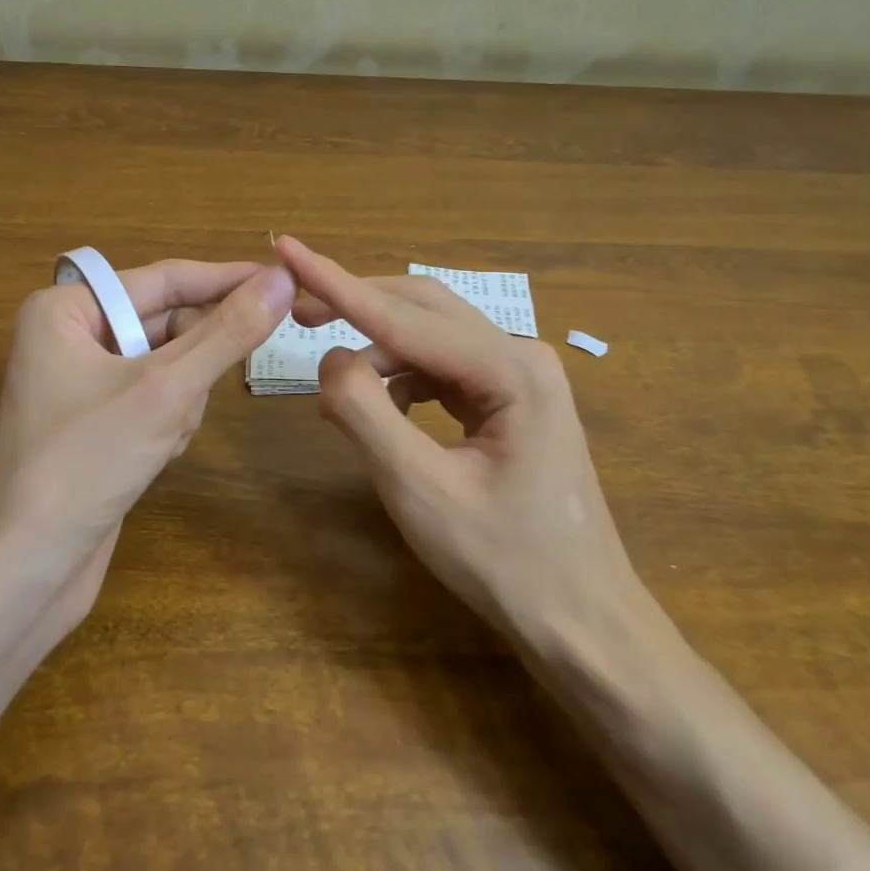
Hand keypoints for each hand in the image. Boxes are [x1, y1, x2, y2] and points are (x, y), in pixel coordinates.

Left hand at [0, 257, 295, 637]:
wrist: (25, 570)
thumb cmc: (85, 464)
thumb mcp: (166, 390)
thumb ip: (227, 331)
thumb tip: (283, 279)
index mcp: (66, 309)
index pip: (165, 279)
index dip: (228, 279)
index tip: (286, 278)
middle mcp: (70, 335)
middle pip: (167, 323)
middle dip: (194, 361)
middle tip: (211, 385)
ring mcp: (82, 381)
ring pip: (168, 364)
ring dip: (183, 398)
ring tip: (165, 436)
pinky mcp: (96, 421)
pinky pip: (154, 398)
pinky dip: (170, 421)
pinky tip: (157, 455)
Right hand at [276, 236, 643, 645]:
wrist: (582, 622)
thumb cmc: (506, 563)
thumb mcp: (421, 491)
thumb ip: (367, 415)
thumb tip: (329, 360)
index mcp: (511, 369)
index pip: (404, 316)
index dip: (337, 283)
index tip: (287, 248)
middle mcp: (520, 356)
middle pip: (421, 309)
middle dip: (356, 305)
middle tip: (297, 312)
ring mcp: (519, 379)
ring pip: (429, 339)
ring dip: (377, 351)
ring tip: (332, 390)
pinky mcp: (510, 402)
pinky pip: (441, 371)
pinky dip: (400, 381)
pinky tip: (375, 410)